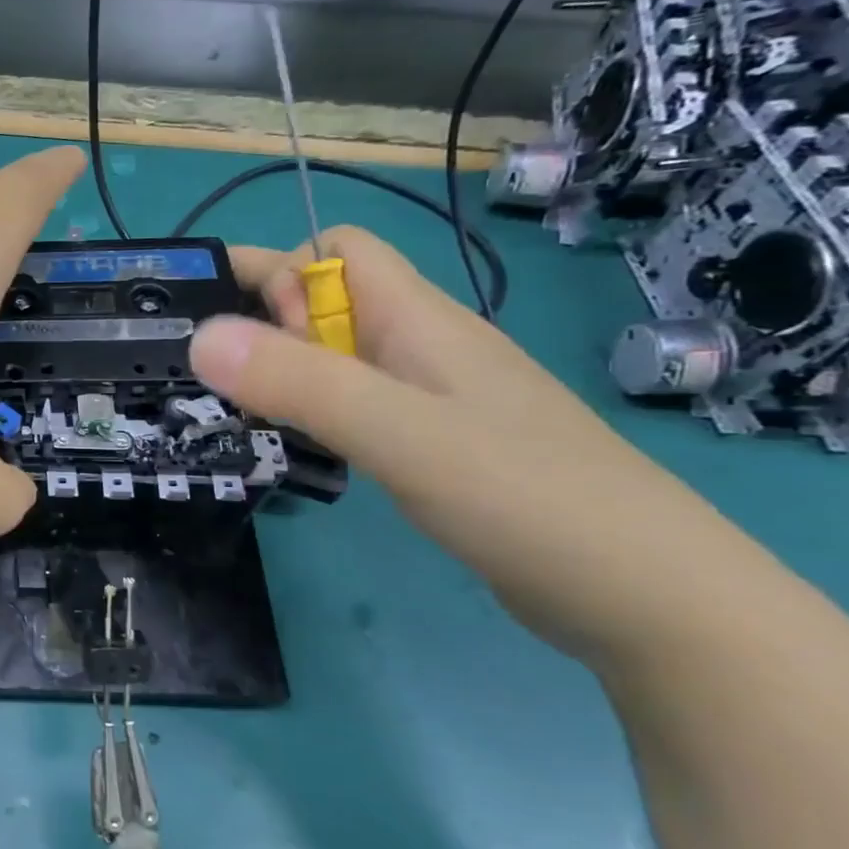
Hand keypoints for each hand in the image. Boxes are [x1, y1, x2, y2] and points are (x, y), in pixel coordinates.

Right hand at [188, 226, 751, 664]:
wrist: (650, 598)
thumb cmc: (526, 497)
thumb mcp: (400, 434)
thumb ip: (299, 383)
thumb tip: (199, 337)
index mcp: (418, 320)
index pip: (335, 250)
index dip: (276, 271)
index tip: (223, 324)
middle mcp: (421, 346)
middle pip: (328, 302)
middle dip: (262, 321)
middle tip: (205, 374)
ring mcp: (431, 398)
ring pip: (337, 357)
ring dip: (281, 369)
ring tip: (229, 409)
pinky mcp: (434, 445)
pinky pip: (354, 403)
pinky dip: (311, 410)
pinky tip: (291, 444)